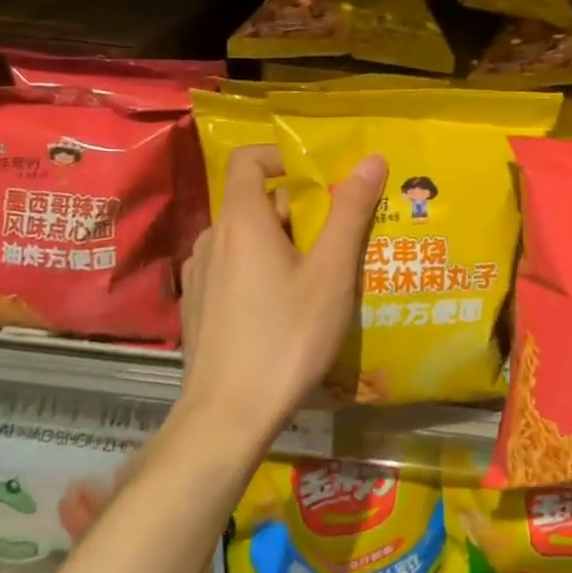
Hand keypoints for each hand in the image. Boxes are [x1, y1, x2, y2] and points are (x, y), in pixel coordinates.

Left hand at [177, 144, 384, 446]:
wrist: (227, 417)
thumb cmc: (286, 337)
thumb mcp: (331, 272)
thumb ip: (350, 212)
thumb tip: (372, 159)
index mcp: (241, 221)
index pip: (248, 159)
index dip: (282, 156)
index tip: (319, 177)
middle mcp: (212, 239)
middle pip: (255, 201)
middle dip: (298, 211)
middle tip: (337, 239)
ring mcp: (200, 275)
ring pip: (246, 239)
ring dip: (282, 243)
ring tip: (319, 276)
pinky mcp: (199, 307)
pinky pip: (233, 269)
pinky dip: (261, 271)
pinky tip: (285, 310)